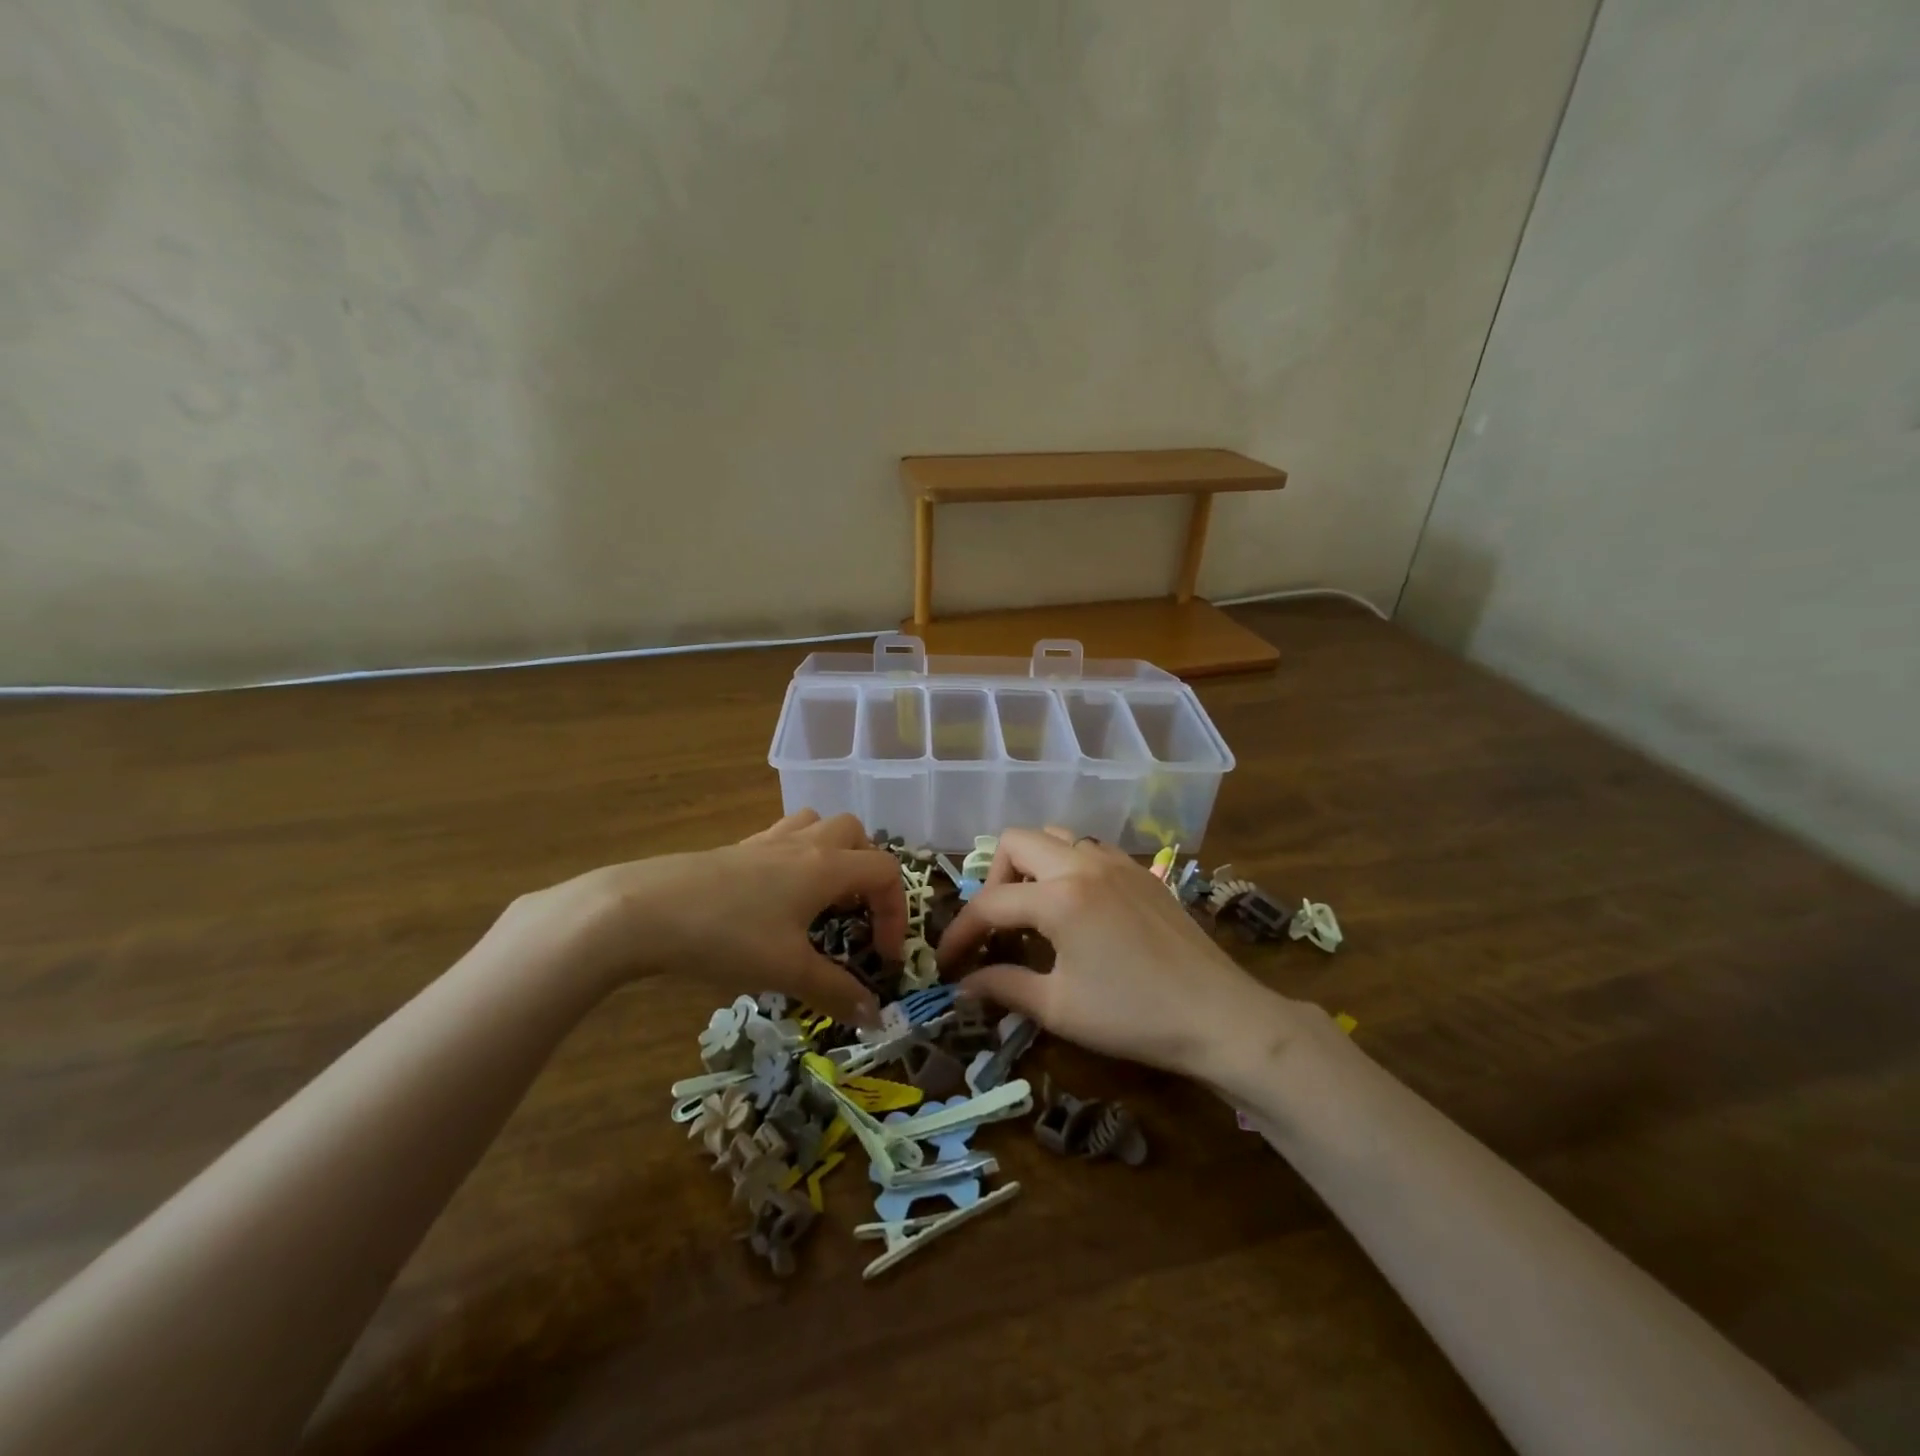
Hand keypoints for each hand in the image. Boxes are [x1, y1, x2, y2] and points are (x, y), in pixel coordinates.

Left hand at [500, 810, 905, 1021]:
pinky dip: (795, 857)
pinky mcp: (736, 849)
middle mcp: (804, 844)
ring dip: (832, 853)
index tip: (883, 955)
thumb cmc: (727, 936)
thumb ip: (835, 991)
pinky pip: (782, 837)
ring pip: (817, 825)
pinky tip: (776, 897)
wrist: (643, 911)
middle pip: (856, 833)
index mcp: (826, 866)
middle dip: (868, 871)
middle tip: (856, 913)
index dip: (897, 912)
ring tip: (821, 896)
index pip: (886, 871)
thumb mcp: (787, 970)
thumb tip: (875, 1016)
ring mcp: (767, 842)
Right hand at [936, 827, 1312, 1081]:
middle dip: (994, 879)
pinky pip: (1087, 848)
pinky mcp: (1140, 870)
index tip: (947, 962)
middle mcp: (1083, 863)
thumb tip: (964, 985)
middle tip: (1000, 926)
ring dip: (1031, 865)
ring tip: (1034, 911)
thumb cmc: (1134, 1016)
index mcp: (1059, 897)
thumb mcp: (1059, 1008)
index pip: (989, 903)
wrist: (1219, 1016)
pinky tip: (1076, 907)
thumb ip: (1004, 987)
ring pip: (1054, 835)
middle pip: (1015, 842)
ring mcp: (1116, 861)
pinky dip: (1066, 865)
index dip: (960, 933)